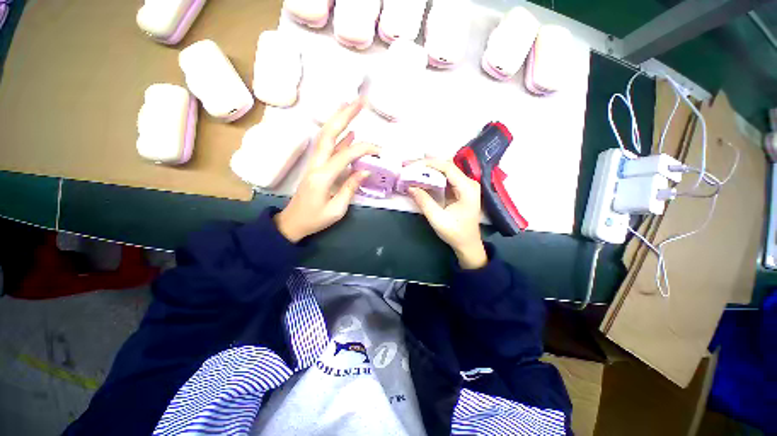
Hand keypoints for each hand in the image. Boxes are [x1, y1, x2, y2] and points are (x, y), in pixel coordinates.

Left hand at [275, 99, 378, 242]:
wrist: (293, 223)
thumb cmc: (315, 219)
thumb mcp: (337, 209)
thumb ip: (350, 188)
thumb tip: (365, 170)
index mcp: (322, 176)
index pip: (345, 155)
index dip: (363, 149)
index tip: (378, 152)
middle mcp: (316, 164)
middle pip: (328, 134)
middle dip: (343, 115)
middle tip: (359, 102)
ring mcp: (314, 163)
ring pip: (326, 136)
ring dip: (339, 120)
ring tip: (352, 106)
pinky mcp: (316, 166)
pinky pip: (328, 147)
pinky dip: (339, 137)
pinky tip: (349, 132)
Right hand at [408, 159, 487, 269]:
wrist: (468, 244)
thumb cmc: (455, 233)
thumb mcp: (437, 219)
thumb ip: (424, 202)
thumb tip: (409, 187)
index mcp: (467, 188)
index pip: (448, 168)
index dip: (429, 164)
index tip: (412, 166)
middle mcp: (469, 183)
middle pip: (447, 166)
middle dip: (427, 164)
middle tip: (409, 164)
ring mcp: (465, 185)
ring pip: (445, 170)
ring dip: (429, 168)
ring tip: (412, 166)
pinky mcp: (460, 189)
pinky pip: (445, 177)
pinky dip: (433, 175)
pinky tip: (422, 174)